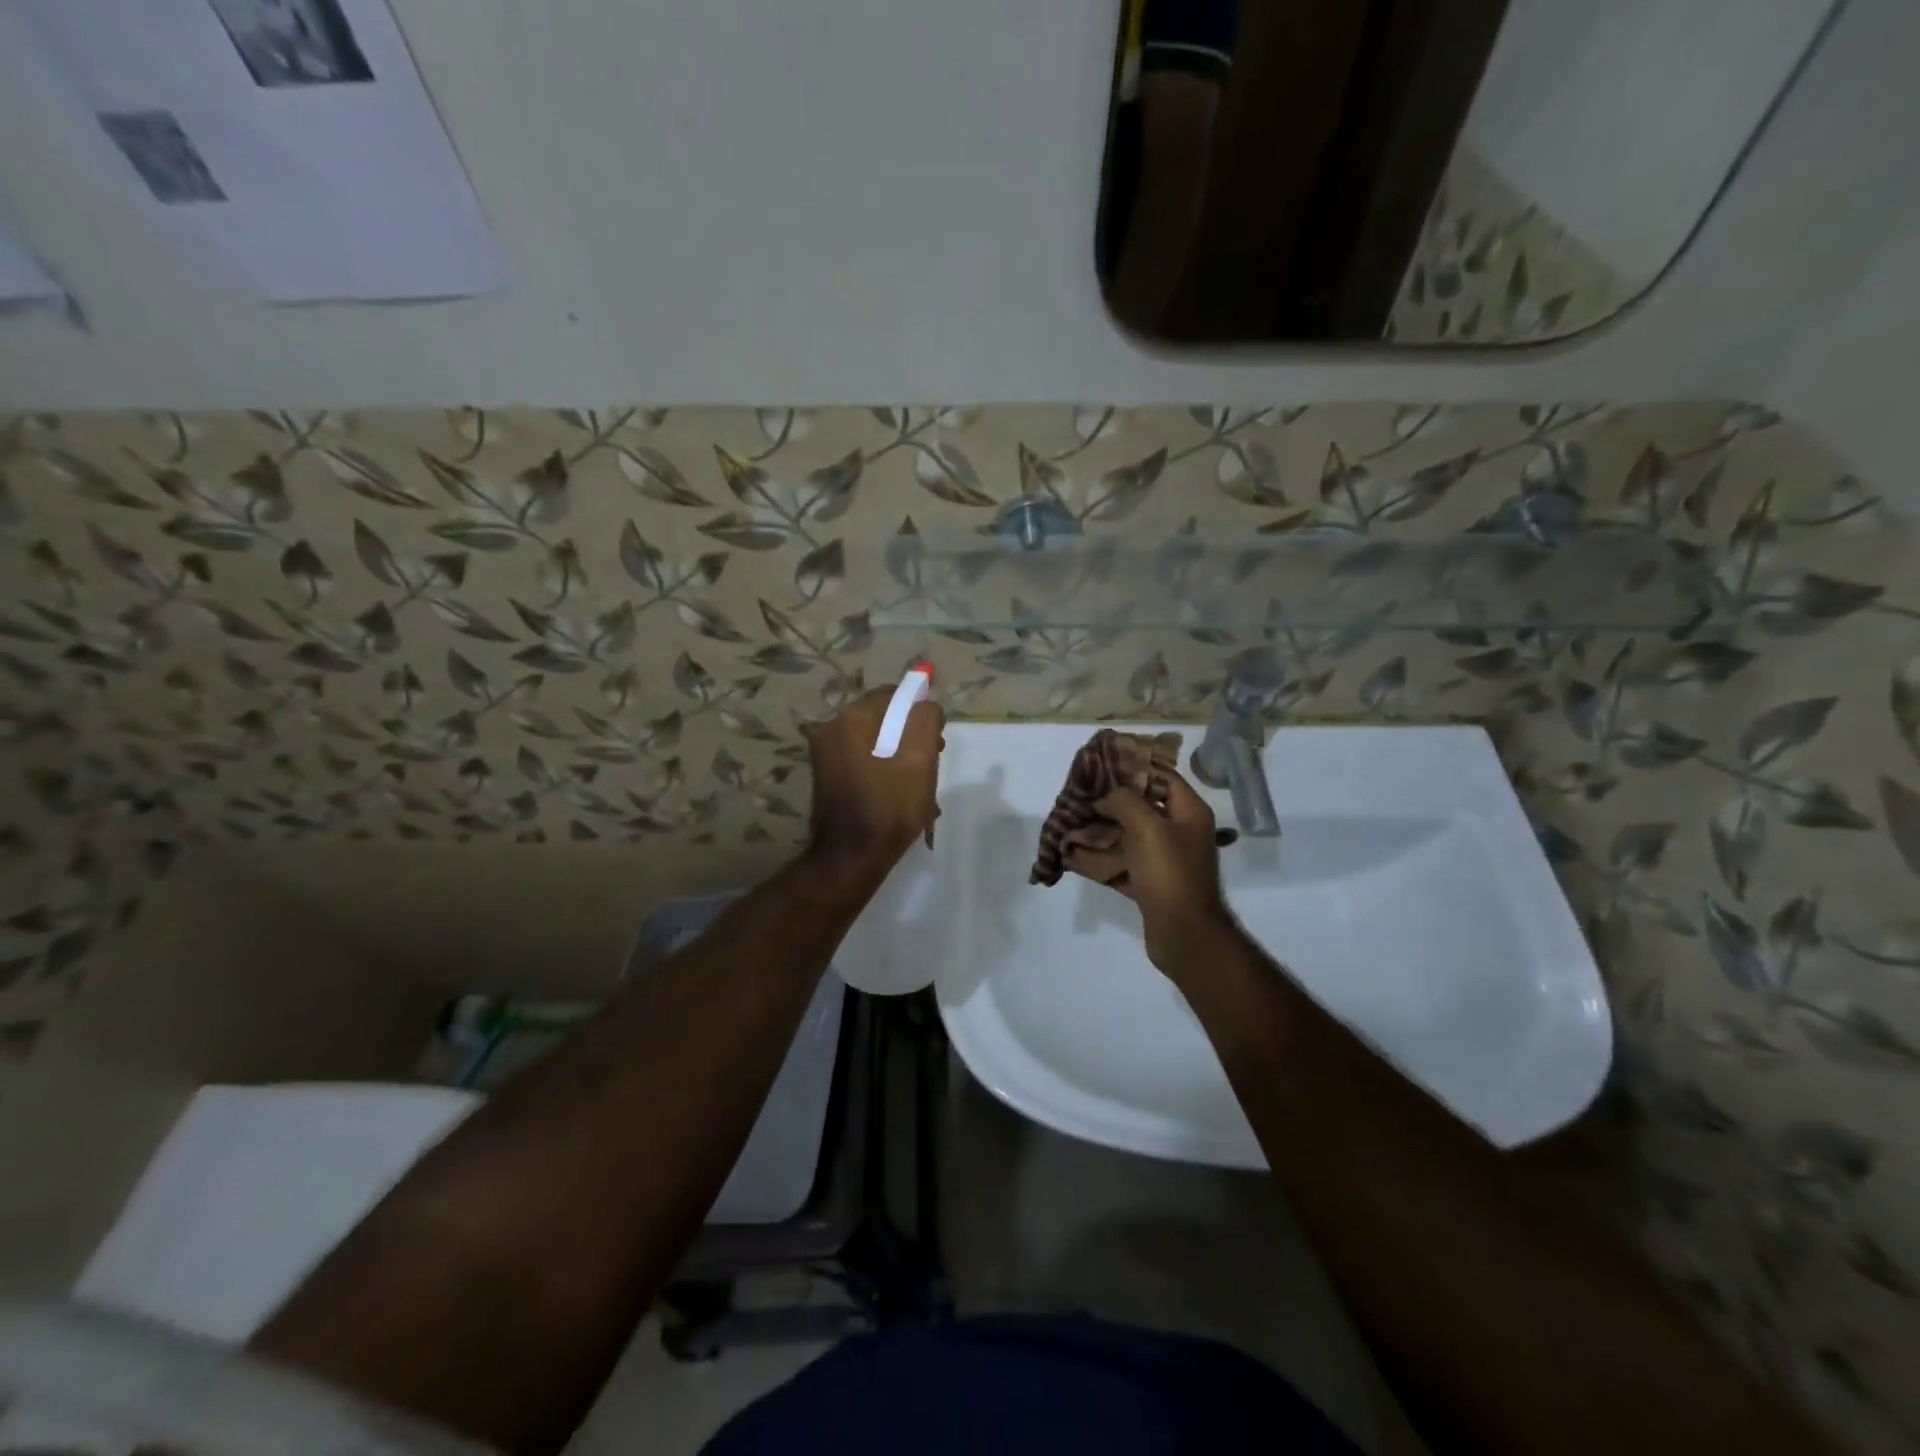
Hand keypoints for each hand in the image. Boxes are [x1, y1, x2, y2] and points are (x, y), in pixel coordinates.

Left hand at [802, 685, 944, 871]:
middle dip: (910, 736)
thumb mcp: (920, 760)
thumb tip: (925, 703)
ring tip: (920, 785)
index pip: (893, 695)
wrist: (851, 858)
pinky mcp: (827, 776)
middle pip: (882, 718)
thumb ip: (925, 720)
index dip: (919, 712)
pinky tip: (900, 795)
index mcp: (850, 720)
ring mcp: (824, 755)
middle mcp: (830, 730)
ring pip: (874, 741)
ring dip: (899, 755)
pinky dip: (883, 769)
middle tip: (932, 763)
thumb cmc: (889, 807)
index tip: (937, 739)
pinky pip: (863, 760)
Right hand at [1065, 772, 1234, 972]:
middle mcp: (1180, 832)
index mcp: (1188, 812)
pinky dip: (1100, 861)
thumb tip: (1106, 798)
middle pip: (1141, 807)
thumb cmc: (1169, 873)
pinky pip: (1122, 865)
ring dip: (1100, 832)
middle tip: (1080, 796)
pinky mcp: (1151, 884)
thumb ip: (1124, 802)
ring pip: (1128, 837)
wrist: (1184, 934)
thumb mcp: (1147, 827)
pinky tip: (1073, 857)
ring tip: (1070, 825)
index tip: (1101, 765)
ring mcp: (1165, 860)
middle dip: (1109, 803)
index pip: (1162, 776)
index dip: (1133, 768)